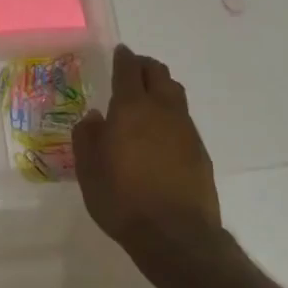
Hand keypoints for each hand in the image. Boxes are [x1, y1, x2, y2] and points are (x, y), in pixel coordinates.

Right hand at [73, 45, 224, 266]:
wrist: (174, 235)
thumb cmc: (121, 198)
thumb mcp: (88, 169)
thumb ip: (88, 136)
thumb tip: (94, 117)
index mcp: (132, 109)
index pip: (128, 71)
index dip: (123, 58)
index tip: (119, 51)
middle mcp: (162, 111)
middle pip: (159, 74)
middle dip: (145, 66)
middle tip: (132, 69)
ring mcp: (186, 131)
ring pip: (175, 95)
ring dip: (161, 87)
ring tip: (147, 97)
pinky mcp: (199, 152)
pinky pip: (183, 120)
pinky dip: (170, 115)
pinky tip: (159, 133)